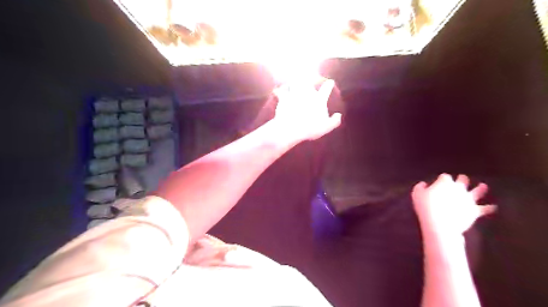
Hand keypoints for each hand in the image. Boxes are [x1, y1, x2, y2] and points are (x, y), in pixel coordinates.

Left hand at [275, 78, 341, 140]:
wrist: (292, 128)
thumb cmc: (310, 128)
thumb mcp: (326, 127)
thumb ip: (334, 121)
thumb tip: (339, 115)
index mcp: (319, 99)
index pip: (326, 89)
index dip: (329, 85)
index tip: (330, 82)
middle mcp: (307, 93)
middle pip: (308, 80)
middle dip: (308, 76)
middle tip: (307, 73)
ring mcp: (295, 94)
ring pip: (294, 82)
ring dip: (294, 81)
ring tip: (293, 79)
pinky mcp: (283, 98)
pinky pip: (280, 91)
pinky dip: (279, 90)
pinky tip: (277, 90)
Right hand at [411, 173, 497, 238]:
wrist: (440, 223)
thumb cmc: (425, 207)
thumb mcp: (416, 194)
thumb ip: (420, 187)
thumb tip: (423, 184)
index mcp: (445, 182)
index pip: (445, 177)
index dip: (442, 179)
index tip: (438, 182)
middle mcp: (459, 188)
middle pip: (462, 180)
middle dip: (462, 179)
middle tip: (462, 178)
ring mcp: (468, 199)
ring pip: (477, 191)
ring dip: (480, 188)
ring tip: (484, 186)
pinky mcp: (474, 211)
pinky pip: (485, 209)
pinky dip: (490, 208)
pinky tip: (494, 207)